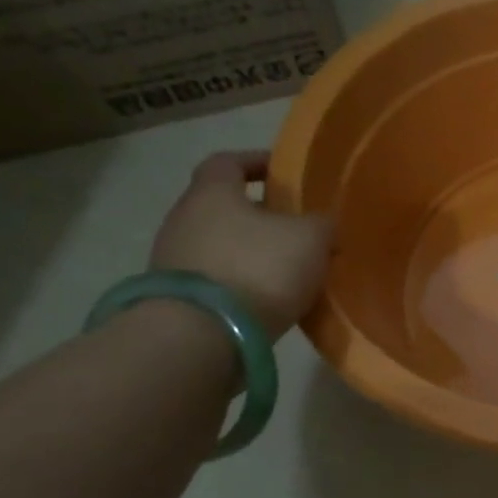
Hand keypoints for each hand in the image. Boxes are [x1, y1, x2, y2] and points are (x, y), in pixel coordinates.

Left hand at [149, 152, 334, 338]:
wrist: (201, 336)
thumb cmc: (257, 269)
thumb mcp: (310, 239)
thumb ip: (321, 224)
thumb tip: (323, 224)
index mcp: (212, 193)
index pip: (228, 162)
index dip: (257, 162)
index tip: (284, 173)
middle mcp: (184, 219)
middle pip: (224, 206)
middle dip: (261, 214)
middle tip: (298, 227)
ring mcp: (174, 261)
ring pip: (221, 244)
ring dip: (252, 252)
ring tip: (289, 268)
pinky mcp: (178, 298)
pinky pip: (218, 279)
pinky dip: (243, 282)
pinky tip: (269, 298)